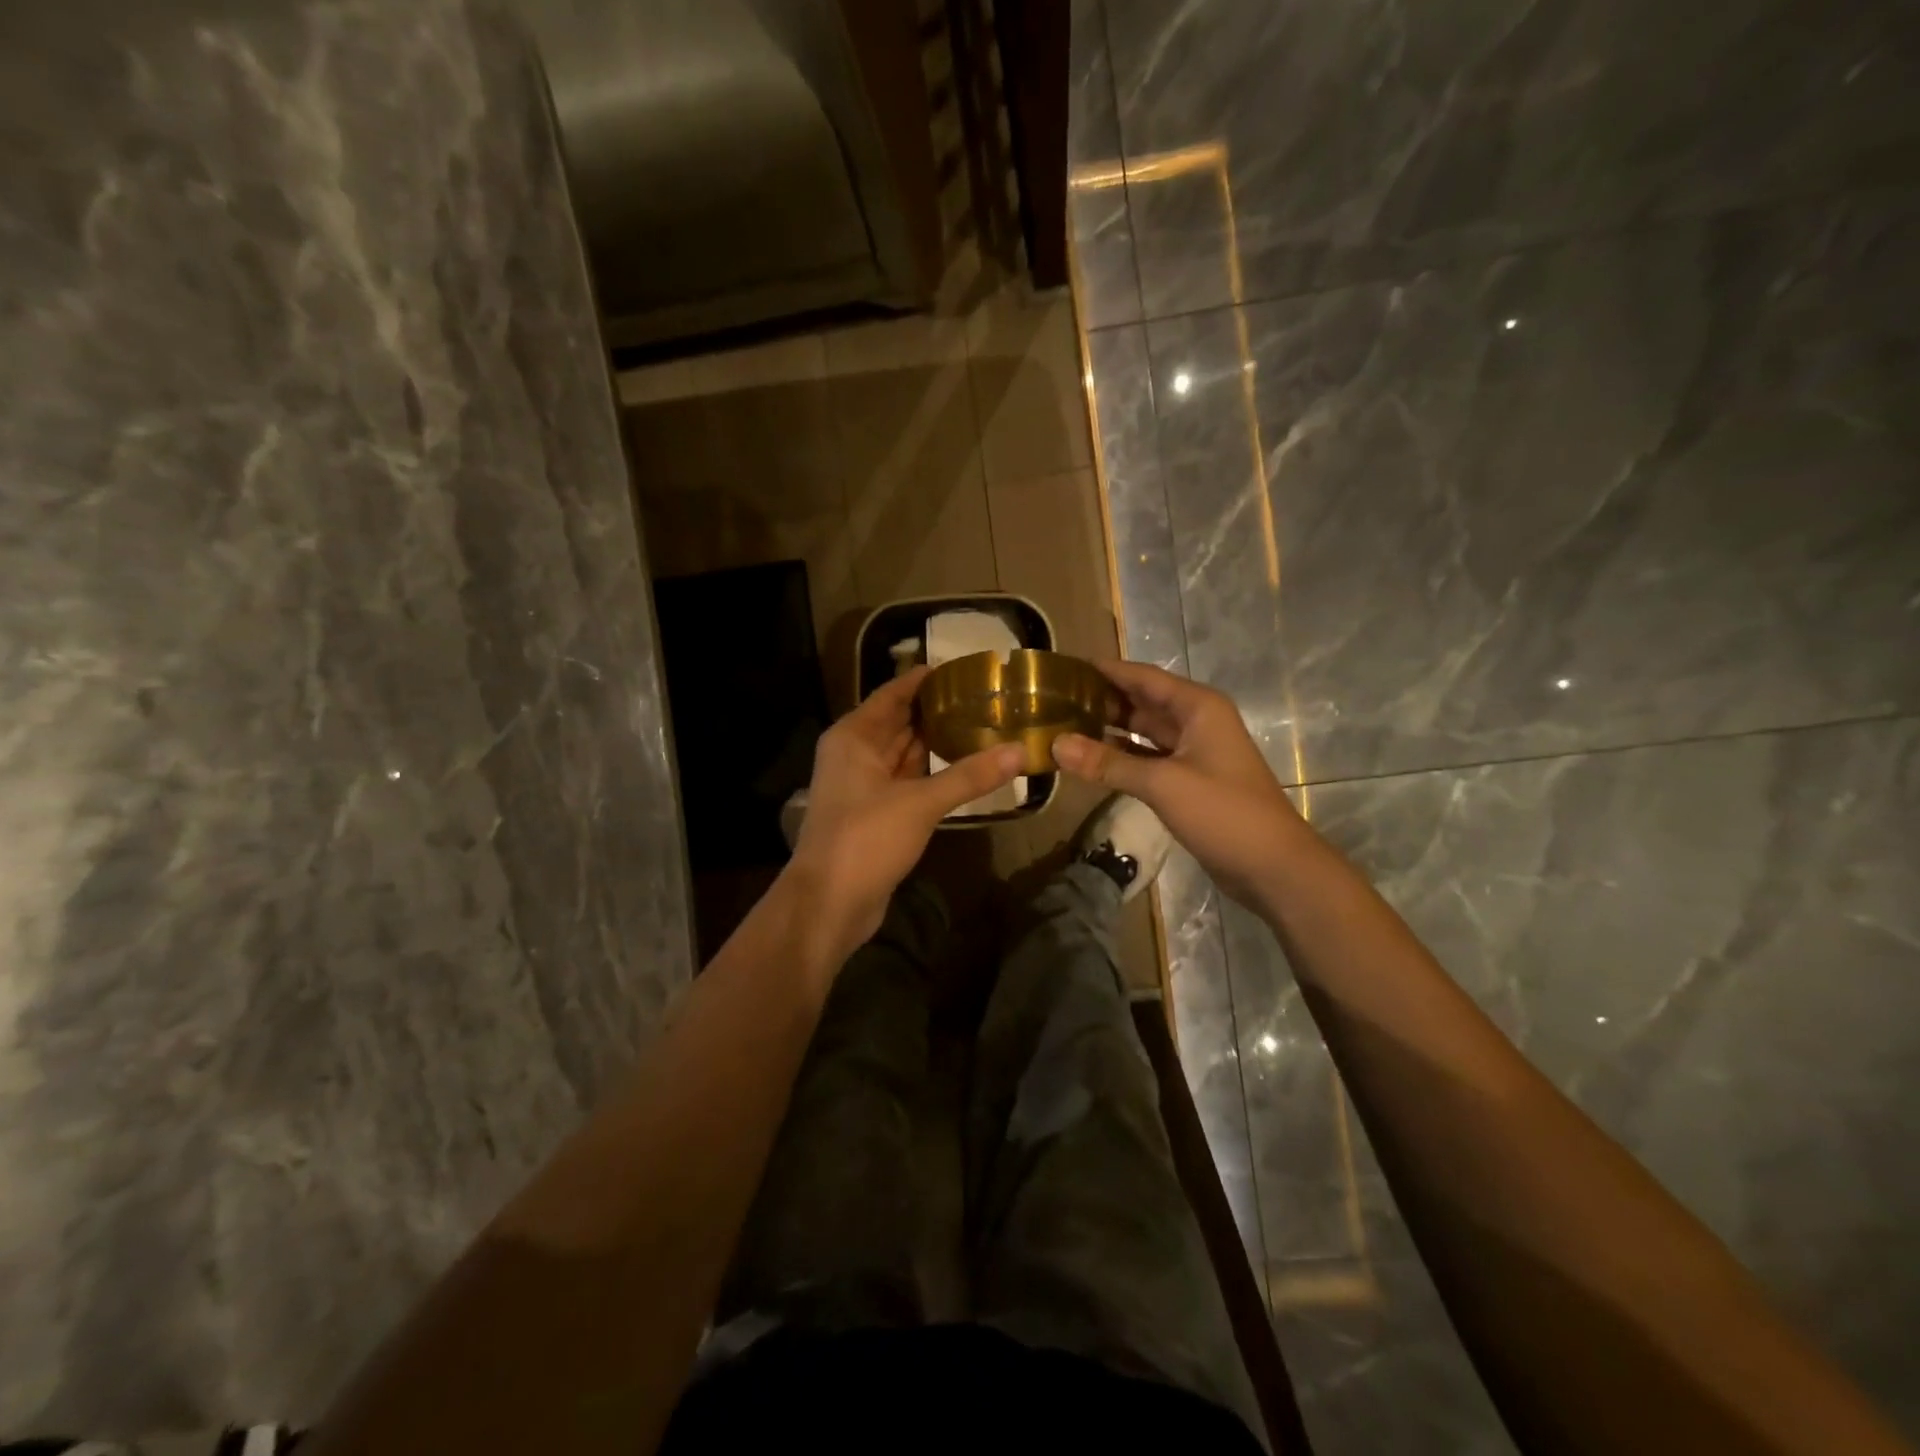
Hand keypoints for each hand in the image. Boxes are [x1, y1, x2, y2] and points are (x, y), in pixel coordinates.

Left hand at [787, 667, 1023, 964]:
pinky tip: (964, 767)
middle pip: (899, 721)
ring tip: (982, 724)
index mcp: (854, 737)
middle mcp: (855, 754)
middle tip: (984, 696)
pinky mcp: (876, 813)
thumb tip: (1019, 751)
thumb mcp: (920, 802)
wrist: (829, 903)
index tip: (964, 668)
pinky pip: (908, 781)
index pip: (893, 694)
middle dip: (937, 709)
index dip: (924, 679)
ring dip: (937, 741)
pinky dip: (932, 773)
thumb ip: (970, 775)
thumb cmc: (865, 839)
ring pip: (905, 753)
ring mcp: (864, 785)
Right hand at [1051, 660, 1301, 907]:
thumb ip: (1107, 763)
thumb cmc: (1223, 812)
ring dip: (1109, 730)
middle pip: (1142, 702)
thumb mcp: (1162, 783)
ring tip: (1064, 726)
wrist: (1273, 866)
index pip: (1143, 677)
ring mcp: (1193, 753)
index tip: (1066, 667)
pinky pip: (1147, 759)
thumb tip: (1056, 744)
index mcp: (1197, 707)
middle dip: (1102, 700)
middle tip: (1054, 700)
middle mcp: (1195, 722)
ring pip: (1143, 732)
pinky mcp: (1188, 781)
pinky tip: (1090, 761)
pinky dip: (1121, 758)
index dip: (1106, 670)